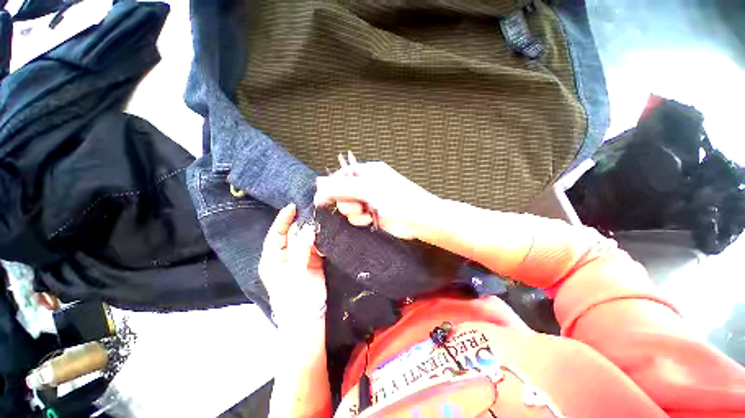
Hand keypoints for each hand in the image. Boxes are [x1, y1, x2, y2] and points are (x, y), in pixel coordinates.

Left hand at [258, 204, 325, 324]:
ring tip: (323, 220)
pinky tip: (328, 235)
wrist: (308, 320)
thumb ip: (301, 250)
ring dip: (314, 231)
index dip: (283, 220)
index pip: (276, 234)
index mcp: (272, 259)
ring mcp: (300, 259)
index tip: (293, 206)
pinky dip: (322, 241)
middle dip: (302, 223)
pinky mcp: (313, 263)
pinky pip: (317, 247)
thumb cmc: (295, 300)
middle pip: (292, 235)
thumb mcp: (295, 274)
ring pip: (306, 240)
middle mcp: (285, 256)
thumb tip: (308, 229)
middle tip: (314, 211)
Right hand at [314, 155, 439, 239]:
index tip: (323, 198)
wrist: (419, 219)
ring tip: (367, 212)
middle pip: (342, 193)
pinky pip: (355, 217)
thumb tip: (318, 185)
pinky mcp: (371, 214)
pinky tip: (371, 219)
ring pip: (347, 207)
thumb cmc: (398, 199)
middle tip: (358, 204)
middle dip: (346, 201)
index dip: (330, 187)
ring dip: (354, 213)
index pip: (340, 176)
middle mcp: (366, 184)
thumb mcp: (367, 190)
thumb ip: (342, 188)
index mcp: (366, 171)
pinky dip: (360, 220)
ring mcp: (369, 200)